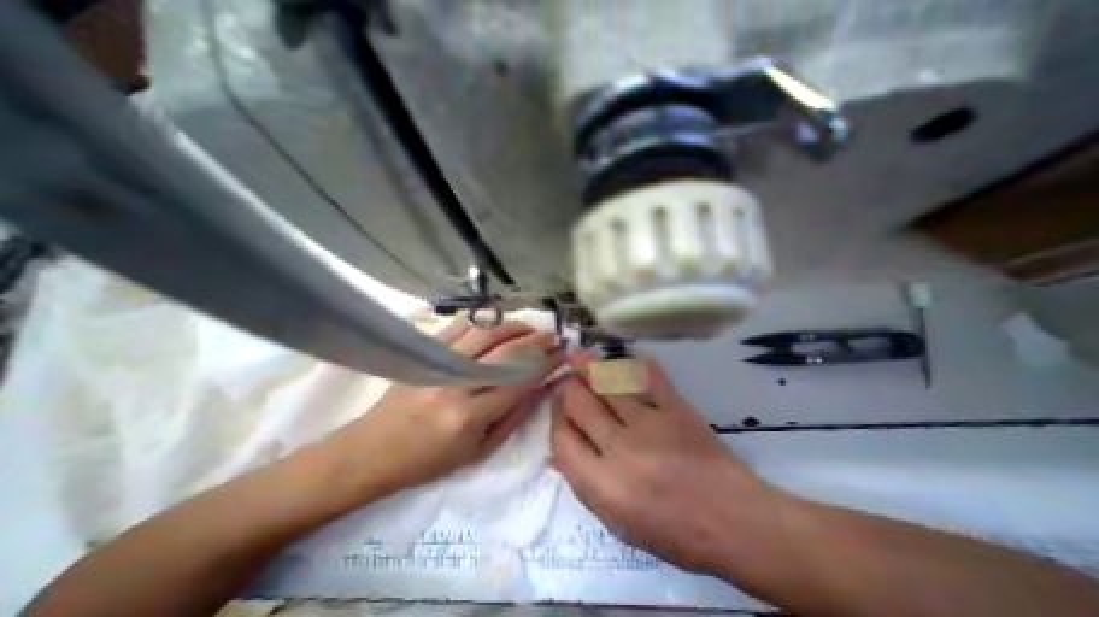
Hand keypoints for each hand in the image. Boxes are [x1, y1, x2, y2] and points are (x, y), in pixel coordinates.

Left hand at [323, 318, 560, 500]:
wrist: (373, 451)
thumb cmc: (429, 460)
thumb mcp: (480, 451)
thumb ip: (514, 417)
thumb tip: (542, 388)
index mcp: (470, 416)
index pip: (519, 381)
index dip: (545, 365)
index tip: (563, 355)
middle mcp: (455, 385)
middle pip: (504, 352)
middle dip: (534, 340)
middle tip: (552, 336)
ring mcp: (437, 364)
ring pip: (484, 333)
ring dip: (512, 326)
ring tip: (529, 327)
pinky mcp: (424, 353)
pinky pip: (458, 327)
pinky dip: (482, 320)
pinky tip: (497, 322)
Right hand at [550, 353, 781, 574]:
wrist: (735, 521)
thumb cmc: (674, 531)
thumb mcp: (619, 523)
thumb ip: (584, 484)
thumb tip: (556, 454)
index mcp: (604, 485)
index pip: (563, 439)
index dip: (556, 418)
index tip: (558, 408)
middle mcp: (621, 449)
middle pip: (580, 404)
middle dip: (568, 388)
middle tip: (567, 380)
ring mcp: (650, 424)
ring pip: (608, 383)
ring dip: (588, 366)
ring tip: (577, 355)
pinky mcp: (676, 408)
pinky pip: (648, 377)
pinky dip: (632, 364)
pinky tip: (622, 357)